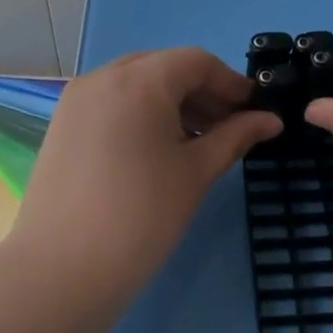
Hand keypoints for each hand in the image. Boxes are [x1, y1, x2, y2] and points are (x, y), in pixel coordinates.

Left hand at [5, 48, 281, 298]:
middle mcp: (103, 77)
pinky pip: (111, 103)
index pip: (196, 62)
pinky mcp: (62, 125)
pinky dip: (141, 114)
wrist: (61, 270)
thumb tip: (271, 121)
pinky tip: (158, 150)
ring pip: (135, 85)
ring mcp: (76, 100)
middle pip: (164, 68)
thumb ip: (235, 137)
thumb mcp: (196, 172)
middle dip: (201, 92)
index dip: (231, 83)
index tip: (255, 112)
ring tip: (197, 143)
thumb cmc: (142, 216)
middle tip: (229, 128)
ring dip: (172, 103)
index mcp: (139, 80)